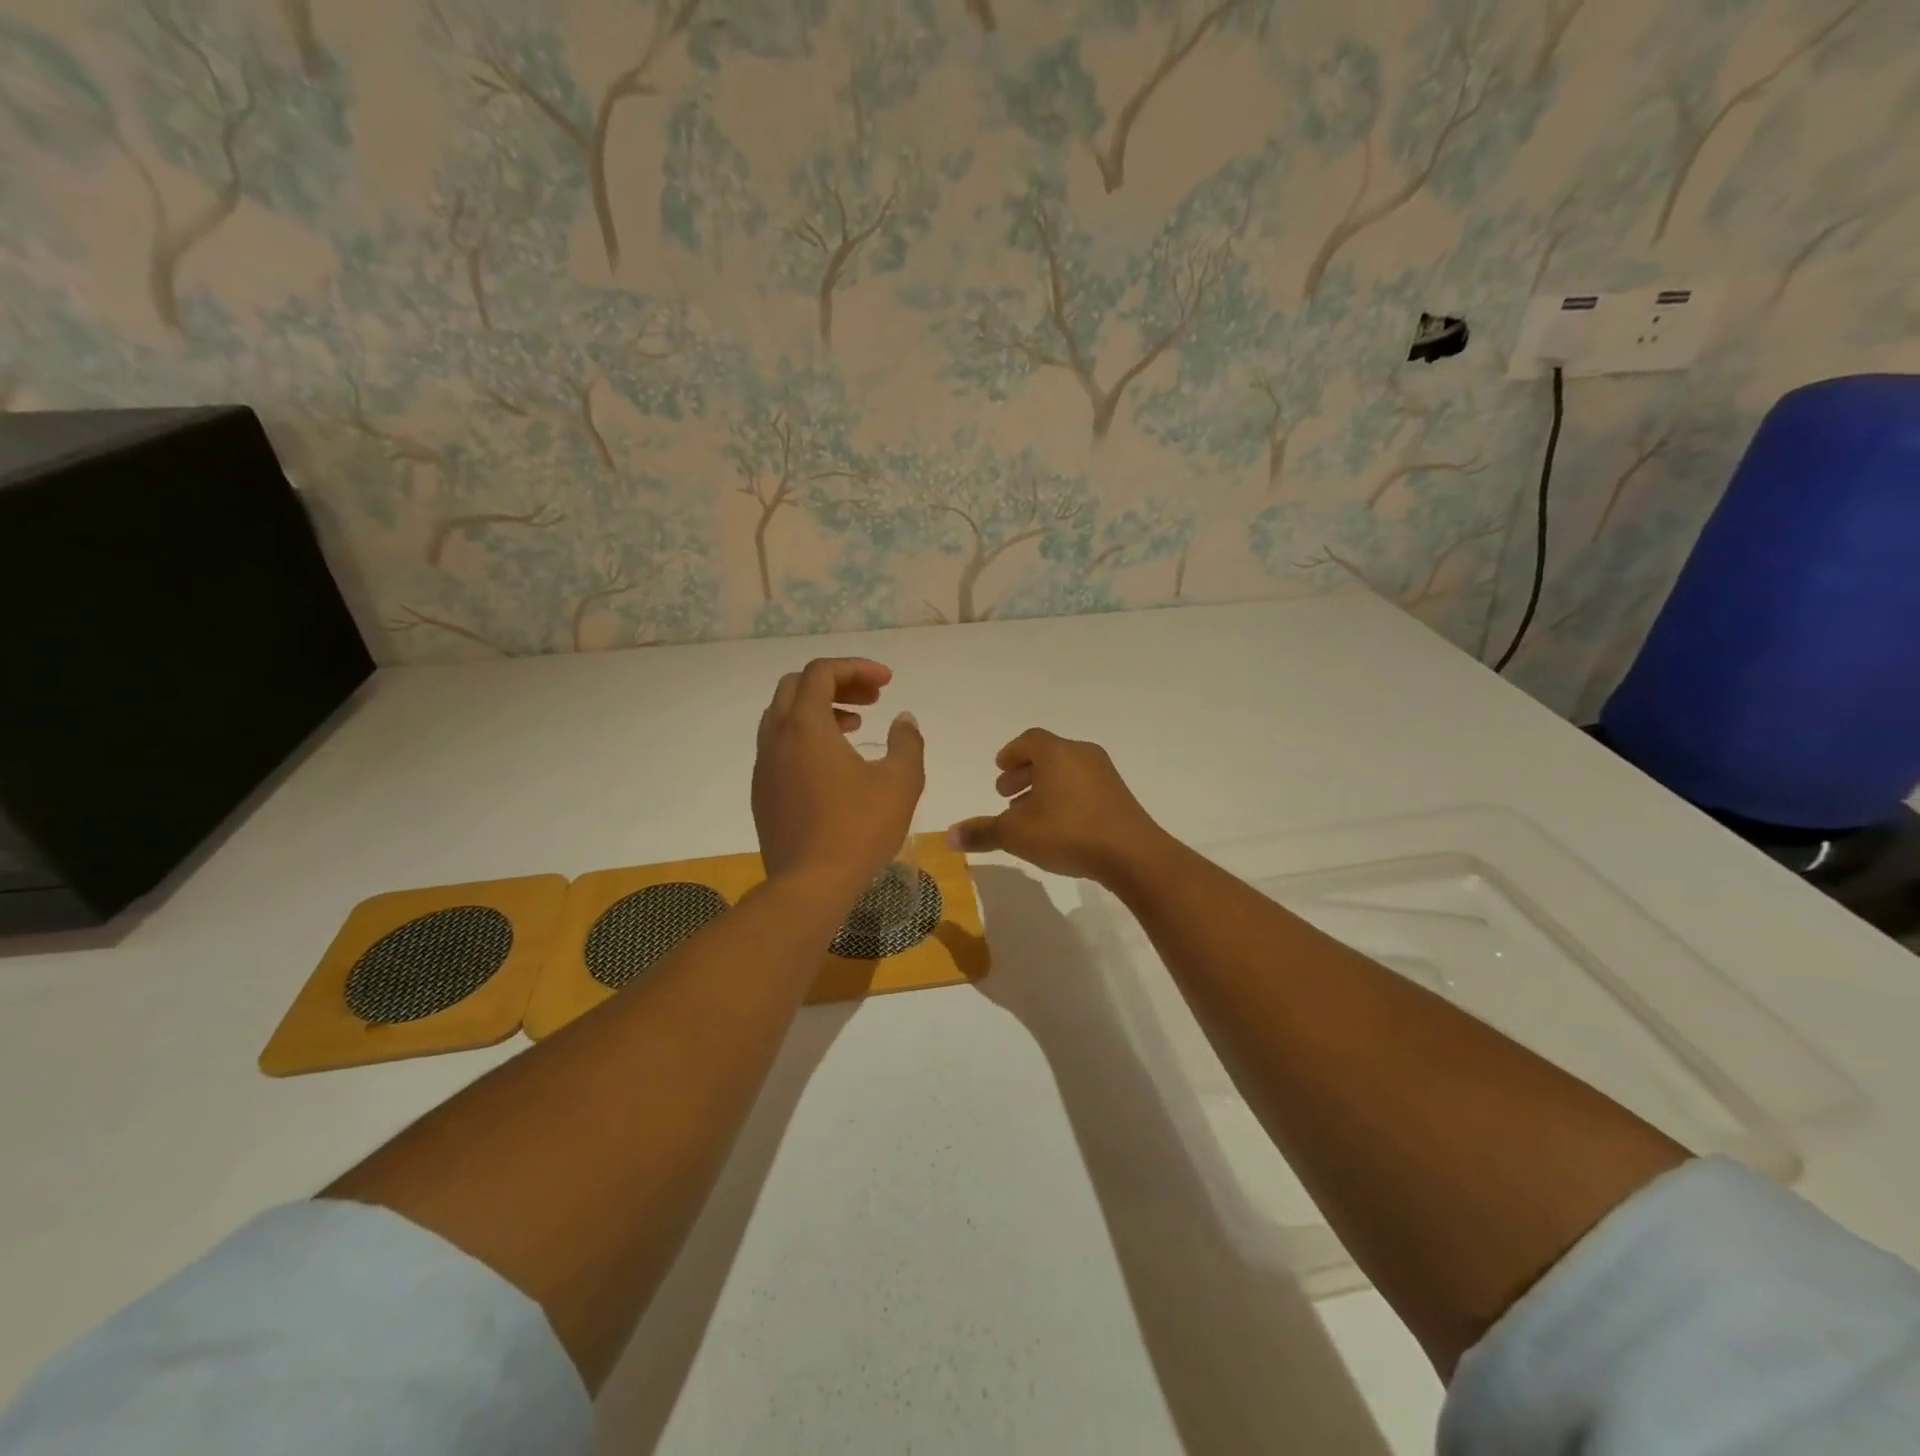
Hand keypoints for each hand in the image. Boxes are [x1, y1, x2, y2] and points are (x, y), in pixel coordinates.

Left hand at [753, 658, 924, 894]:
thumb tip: (904, 720)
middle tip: (872, 699)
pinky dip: (805, 738)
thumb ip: (907, 742)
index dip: (856, 668)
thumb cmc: (859, 829)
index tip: (888, 683)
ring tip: (856, 727)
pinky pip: (779, 746)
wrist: (809, 886)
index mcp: (805, 726)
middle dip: (836, 684)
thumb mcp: (900, 782)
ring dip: (819, 710)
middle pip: (797, 687)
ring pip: (784, 716)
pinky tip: (834, 766)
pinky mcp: (762, 793)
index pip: (822, 672)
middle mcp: (776, 738)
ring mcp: (763, 767)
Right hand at [947, 728, 1166, 884]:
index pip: (1029, 740)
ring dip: (1044, 787)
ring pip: (1066, 771)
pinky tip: (1057, 825)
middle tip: (1006, 794)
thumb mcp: (1016, 834)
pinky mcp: (1119, 796)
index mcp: (1056, 753)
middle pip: (1048, 755)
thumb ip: (982, 832)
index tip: (999, 769)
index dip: (1011, 753)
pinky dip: (1064, 796)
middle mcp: (1082, 755)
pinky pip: (1083, 786)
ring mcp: (1105, 775)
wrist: (1132, 854)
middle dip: (1024, 772)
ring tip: (1028, 814)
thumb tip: (948, 836)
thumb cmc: (1068, 833)